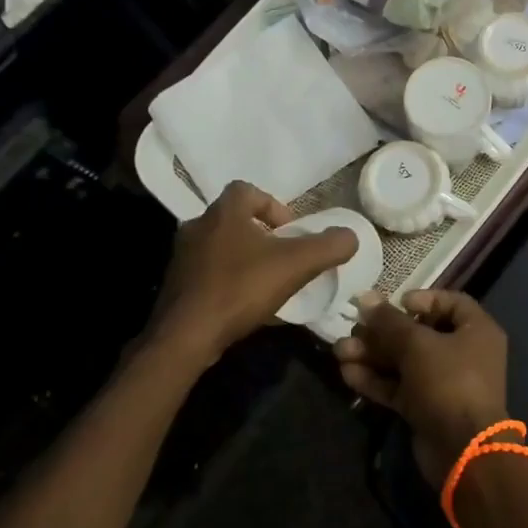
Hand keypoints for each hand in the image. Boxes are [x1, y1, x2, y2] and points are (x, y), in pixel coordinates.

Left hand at [149, 181, 356, 363]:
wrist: (185, 337)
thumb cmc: (240, 289)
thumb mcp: (296, 264)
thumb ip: (329, 247)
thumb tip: (350, 237)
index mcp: (224, 212)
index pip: (248, 190)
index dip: (273, 206)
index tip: (290, 231)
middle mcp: (198, 227)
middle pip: (234, 220)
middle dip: (260, 235)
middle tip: (282, 257)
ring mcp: (182, 258)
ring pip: (220, 248)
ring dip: (243, 259)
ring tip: (266, 283)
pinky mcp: (176, 286)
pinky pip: (208, 275)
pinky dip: (228, 283)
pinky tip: (244, 306)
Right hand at [334, 291, 510, 481]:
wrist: (463, 451)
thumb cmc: (449, 382)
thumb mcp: (418, 345)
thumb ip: (389, 322)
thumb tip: (365, 298)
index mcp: (476, 330)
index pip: (451, 303)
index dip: (423, 298)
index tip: (396, 302)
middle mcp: (464, 353)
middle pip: (419, 333)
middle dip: (383, 332)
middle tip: (353, 328)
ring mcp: (445, 383)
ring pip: (404, 361)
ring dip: (373, 355)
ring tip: (340, 351)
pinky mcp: (426, 407)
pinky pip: (400, 386)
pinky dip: (376, 379)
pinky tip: (347, 373)